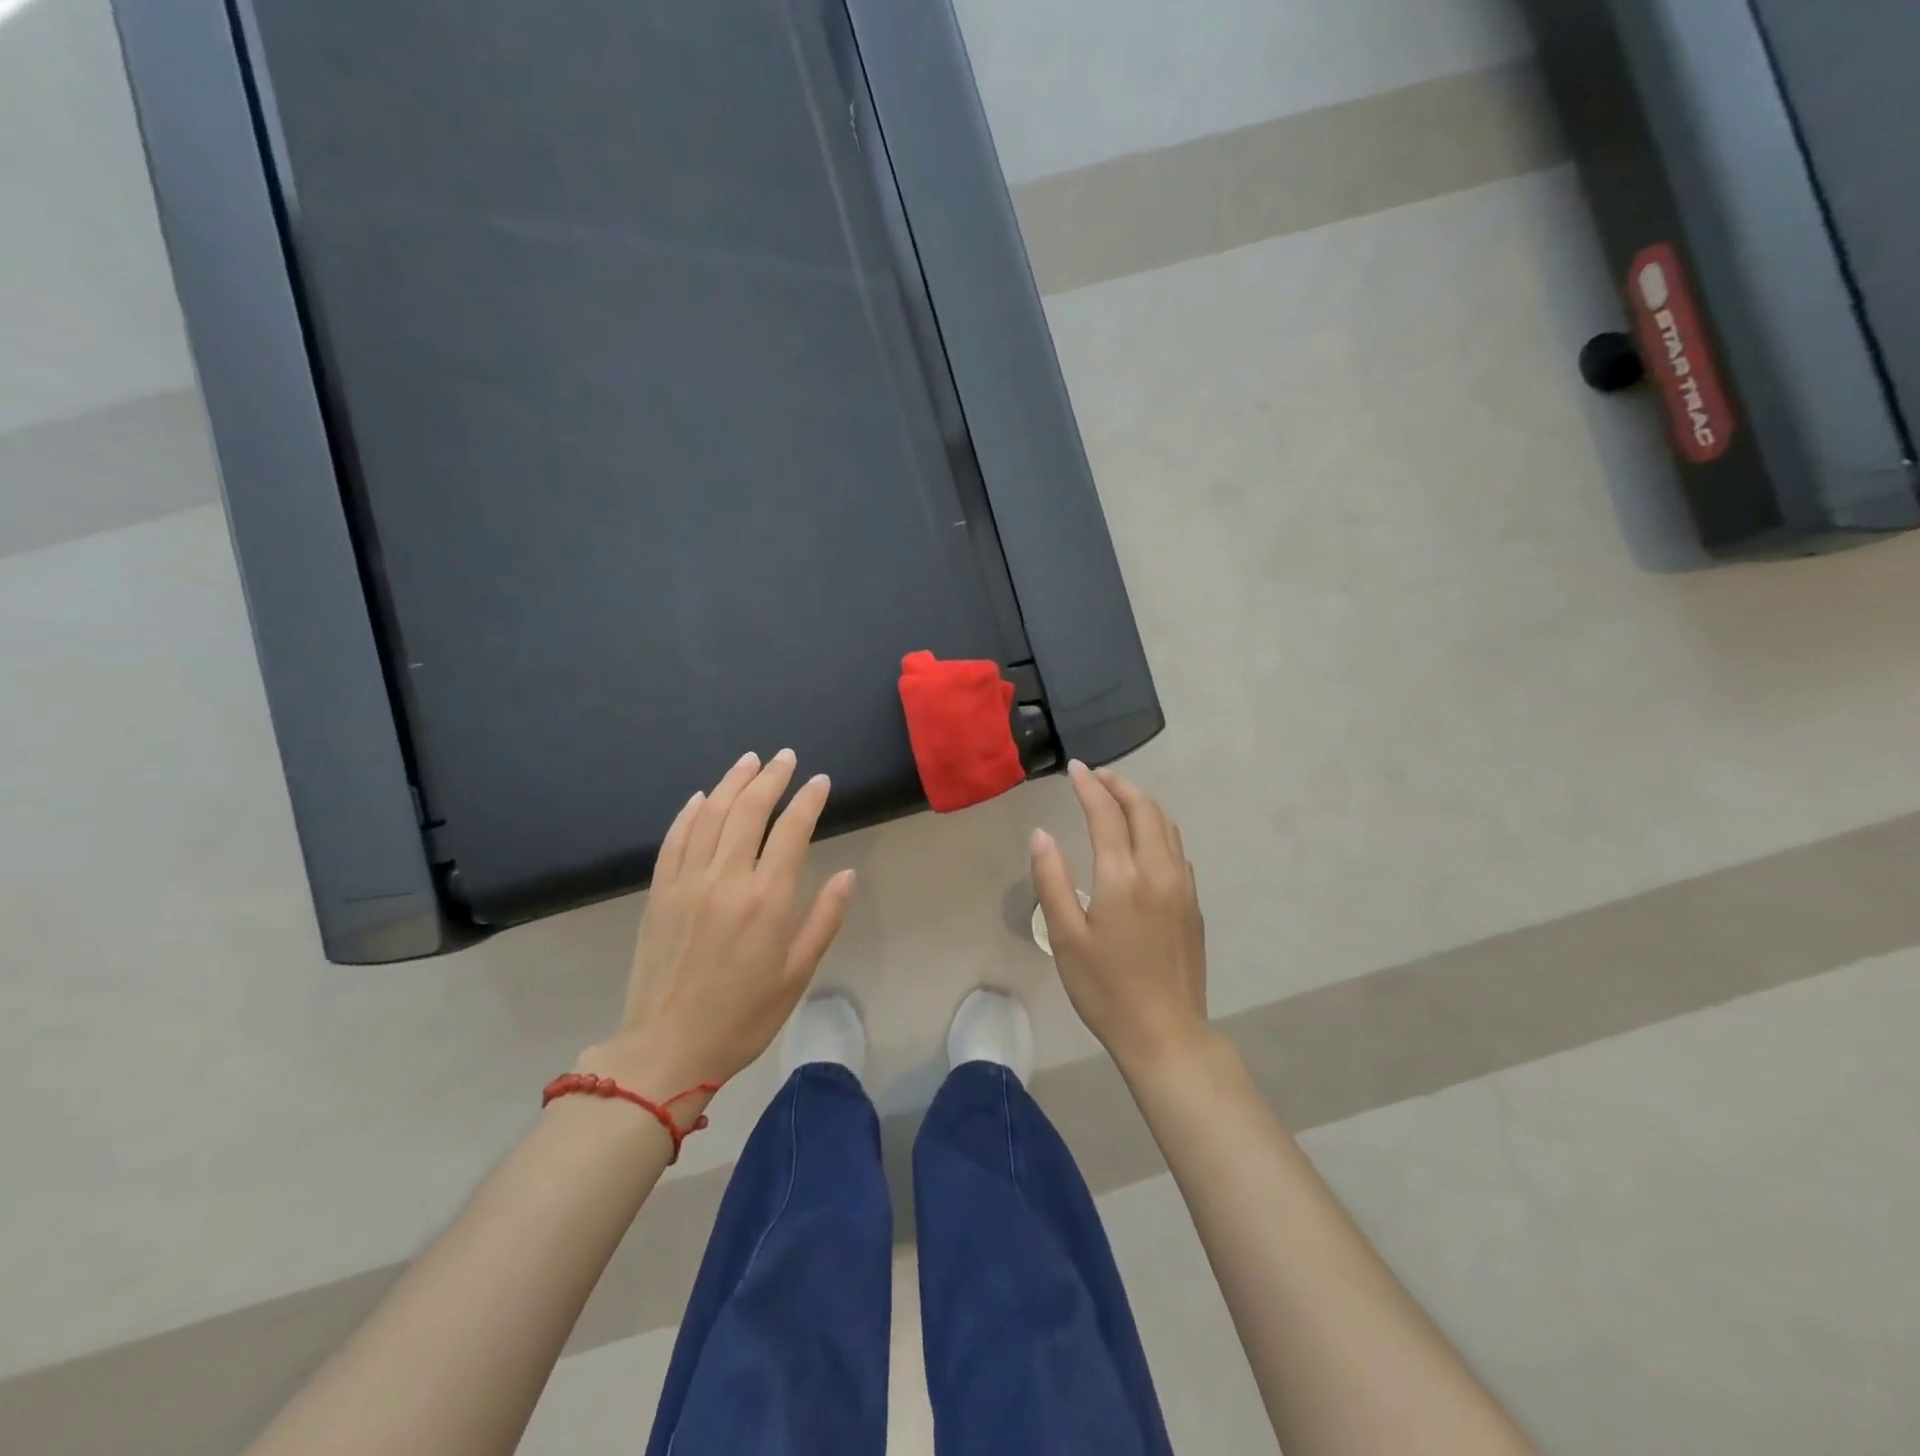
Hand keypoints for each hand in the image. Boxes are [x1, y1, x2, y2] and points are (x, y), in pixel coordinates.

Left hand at [581, 750, 855, 1095]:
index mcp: (766, 899)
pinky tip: (701, 798)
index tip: (820, 781)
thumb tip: (848, 875)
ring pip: (710, 815)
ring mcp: (687, 882)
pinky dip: (689, 812)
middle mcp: (726, 879)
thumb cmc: (743, 1017)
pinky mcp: (659, 893)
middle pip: (749, 811)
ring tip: (749, 761)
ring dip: (731, 782)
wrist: (666, 1048)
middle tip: (786, 757)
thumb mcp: (797, 974)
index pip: (792, 830)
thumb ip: (824, 919)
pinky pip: (675, 839)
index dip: (808, 800)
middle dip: (771, 778)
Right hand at [1031, 762, 1208, 1073]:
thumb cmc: (1106, 989)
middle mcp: (1159, 872)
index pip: (1107, 815)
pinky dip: (1158, 828)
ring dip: (1142, 803)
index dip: (1089, 787)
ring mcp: (1182, 887)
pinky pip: (1177, 850)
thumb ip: (1052, 879)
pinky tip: (1145, 839)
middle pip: (1145, 810)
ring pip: (1167, 827)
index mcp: (1123, 877)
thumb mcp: (1066, 937)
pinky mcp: (1193, 905)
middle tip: (1097, 776)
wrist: (1166, 1034)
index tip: (1075, 769)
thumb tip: (1041, 834)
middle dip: (1120, 786)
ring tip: (1119, 797)